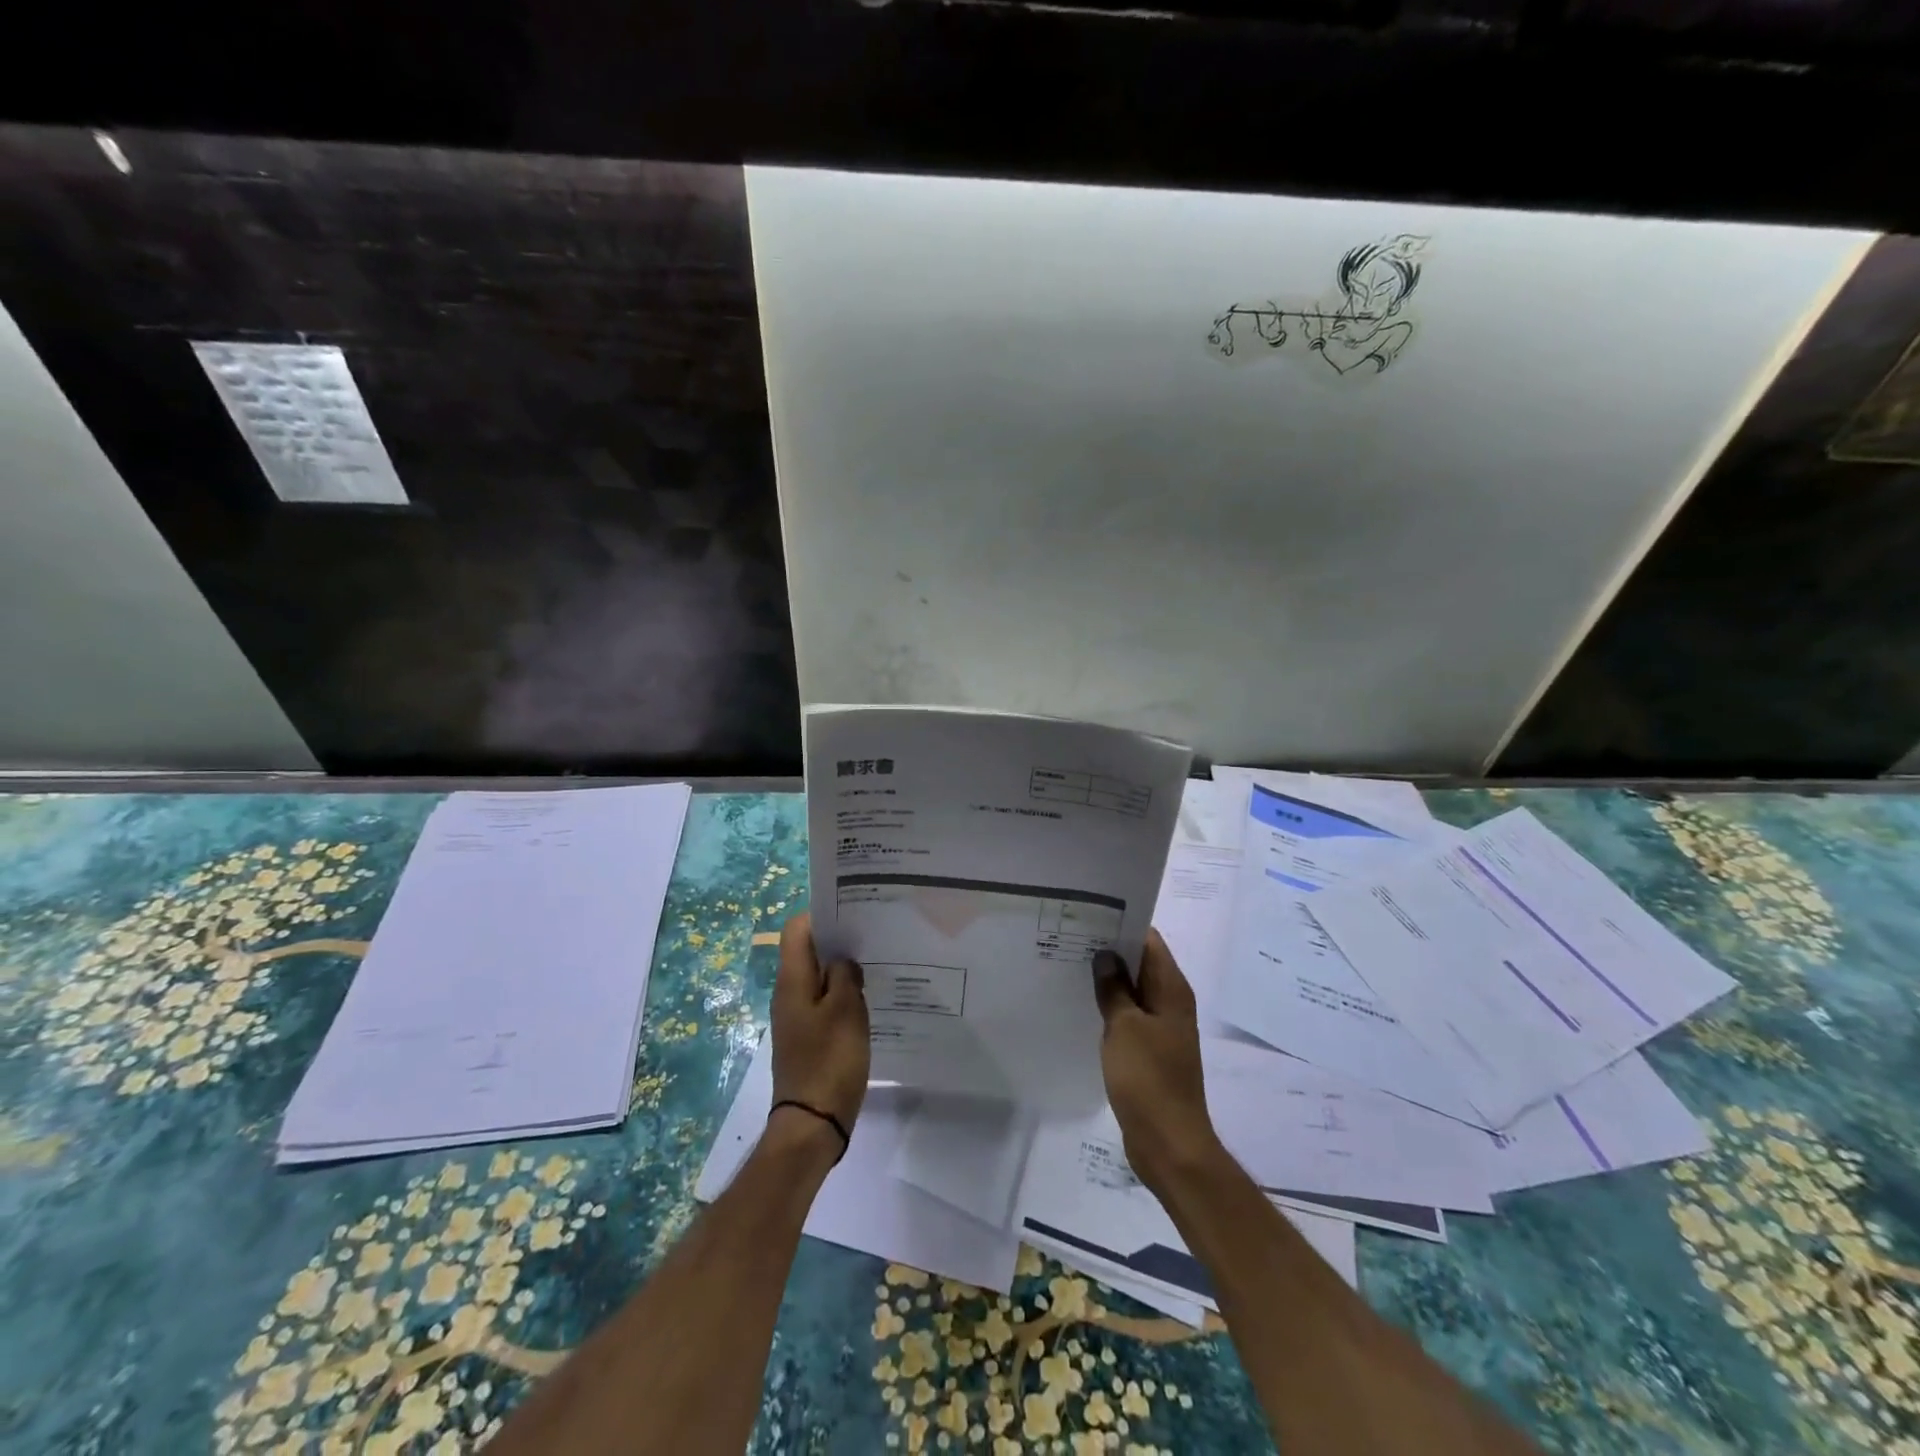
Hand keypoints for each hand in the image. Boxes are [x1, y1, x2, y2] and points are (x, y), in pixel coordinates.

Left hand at [769, 913, 869, 1151]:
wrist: (813, 1123)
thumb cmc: (829, 1061)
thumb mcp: (845, 1010)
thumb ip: (844, 975)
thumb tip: (842, 960)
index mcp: (792, 980)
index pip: (797, 929)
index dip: (821, 915)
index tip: (852, 914)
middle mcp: (788, 993)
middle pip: (808, 951)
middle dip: (837, 941)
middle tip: (872, 936)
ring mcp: (796, 1016)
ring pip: (817, 977)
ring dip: (841, 969)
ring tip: (875, 964)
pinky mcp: (807, 1036)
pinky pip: (822, 1002)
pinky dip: (841, 994)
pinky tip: (868, 999)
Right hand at [1093, 930, 1225, 1194]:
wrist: (1169, 1145)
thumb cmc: (1149, 1080)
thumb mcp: (1125, 1027)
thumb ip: (1114, 988)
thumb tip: (1105, 955)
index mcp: (1172, 989)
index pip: (1149, 939)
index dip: (1122, 922)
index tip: (1088, 914)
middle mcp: (1170, 1002)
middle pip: (1140, 962)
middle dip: (1109, 949)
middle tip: (1069, 936)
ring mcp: (1161, 1028)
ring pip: (1132, 990)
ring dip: (1108, 979)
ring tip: (1068, 963)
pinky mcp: (1150, 1051)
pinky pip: (1129, 1016)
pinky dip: (1110, 1006)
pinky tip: (1081, 1004)